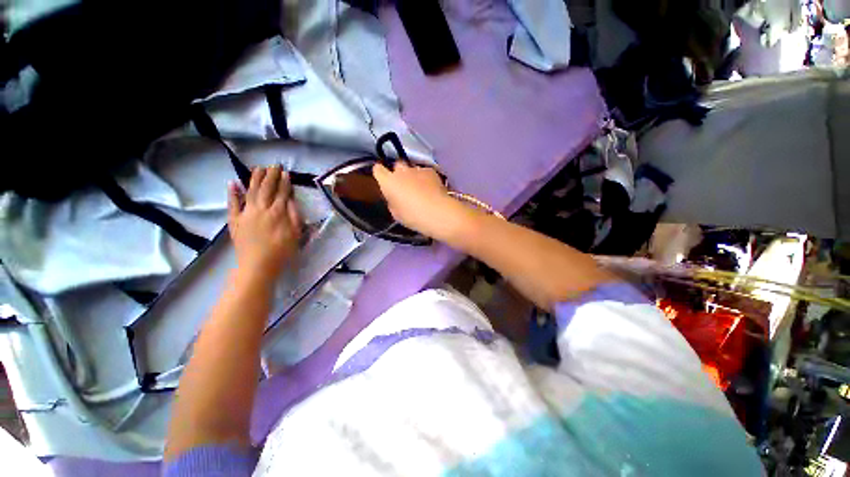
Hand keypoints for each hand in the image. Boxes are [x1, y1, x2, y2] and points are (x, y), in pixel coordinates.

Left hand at [228, 165, 301, 281]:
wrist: (258, 265)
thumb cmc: (282, 251)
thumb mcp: (296, 234)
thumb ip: (294, 216)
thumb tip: (291, 200)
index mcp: (277, 213)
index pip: (282, 193)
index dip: (284, 182)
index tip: (285, 172)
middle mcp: (261, 209)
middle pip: (266, 188)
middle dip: (271, 175)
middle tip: (274, 165)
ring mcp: (246, 214)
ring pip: (251, 192)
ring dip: (255, 179)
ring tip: (258, 168)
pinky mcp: (235, 221)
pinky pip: (232, 204)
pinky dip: (232, 193)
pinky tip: (233, 183)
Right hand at [372, 162, 459, 238]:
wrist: (437, 213)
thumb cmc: (413, 217)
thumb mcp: (396, 214)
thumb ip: (392, 201)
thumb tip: (395, 198)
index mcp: (388, 182)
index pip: (378, 170)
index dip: (380, 174)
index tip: (384, 180)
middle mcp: (401, 172)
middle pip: (397, 165)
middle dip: (399, 173)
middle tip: (404, 185)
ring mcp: (417, 170)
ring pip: (412, 168)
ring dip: (413, 176)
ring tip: (420, 188)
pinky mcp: (431, 171)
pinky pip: (424, 172)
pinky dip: (426, 178)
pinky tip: (431, 188)